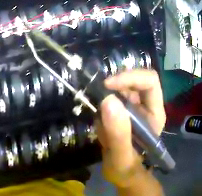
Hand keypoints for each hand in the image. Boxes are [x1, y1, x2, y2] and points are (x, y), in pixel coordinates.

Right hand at [96, 70, 165, 187]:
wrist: (123, 176)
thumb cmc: (126, 171)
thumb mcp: (121, 159)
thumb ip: (119, 135)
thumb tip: (108, 100)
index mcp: (155, 113)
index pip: (150, 81)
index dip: (131, 77)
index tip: (108, 86)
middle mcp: (149, 105)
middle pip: (136, 81)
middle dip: (117, 88)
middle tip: (99, 100)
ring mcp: (138, 107)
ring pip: (124, 90)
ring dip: (109, 103)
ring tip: (102, 128)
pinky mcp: (128, 112)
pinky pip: (115, 101)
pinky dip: (105, 112)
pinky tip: (103, 130)